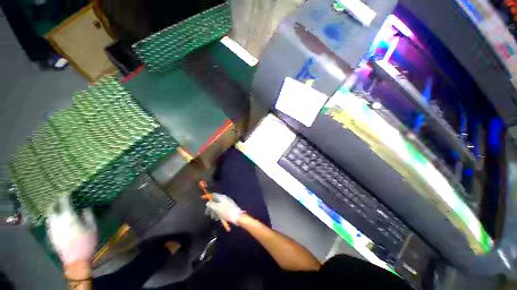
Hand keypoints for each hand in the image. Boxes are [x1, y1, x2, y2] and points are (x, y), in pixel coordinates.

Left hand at [46, 195, 97, 271]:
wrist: (76, 260)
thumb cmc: (86, 242)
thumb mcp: (92, 228)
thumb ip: (88, 216)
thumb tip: (85, 208)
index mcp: (68, 217)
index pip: (64, 202)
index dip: (65, 195)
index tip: (67, 191)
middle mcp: (57, 221)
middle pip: (52, 208)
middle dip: (55, 202)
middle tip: (59, 199)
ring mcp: (52, 229)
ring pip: (49, 216)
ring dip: (53, 210)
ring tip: (57, 208)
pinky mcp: (50, 235)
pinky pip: (49, 223)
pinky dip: (52, 218)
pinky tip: (56, 220)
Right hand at [205, 193, 243, 224]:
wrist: (237, 216)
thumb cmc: (226, 212)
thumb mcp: (217, 208)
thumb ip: (211, 204)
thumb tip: (207, 203)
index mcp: (222, 197)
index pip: (213, 194)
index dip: (207, 196)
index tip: (202, 198)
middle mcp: (224, 198)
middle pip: (215, 201)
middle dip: (210, 207)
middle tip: (207, 213)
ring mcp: (227, 202)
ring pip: (218, 205)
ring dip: (214, 211)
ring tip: (213, 217)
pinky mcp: (229, 207)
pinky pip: (221, 209)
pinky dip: (218, 212)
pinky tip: (218, 217)